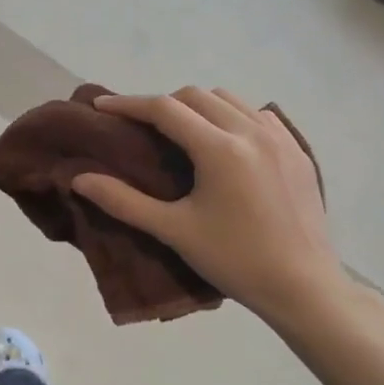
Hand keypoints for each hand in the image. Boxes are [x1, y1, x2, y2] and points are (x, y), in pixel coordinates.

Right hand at [72, 88, 351, 327]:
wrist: (304, 288)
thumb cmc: (235, 260)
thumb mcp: (174, 231)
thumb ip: (123, 201)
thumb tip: (79, 179)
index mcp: (220, 149)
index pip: (165, 109)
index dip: (129, 104)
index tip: (102, 106)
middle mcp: (251, 132)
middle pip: (196, 96)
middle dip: (162, 104)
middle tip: (140, 126)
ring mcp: (280, 138)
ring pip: (229, 99)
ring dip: (198, 106)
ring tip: (181, 132)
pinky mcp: (298, 151)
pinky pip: (258, 114)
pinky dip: (232, 116)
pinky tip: (225, 143)